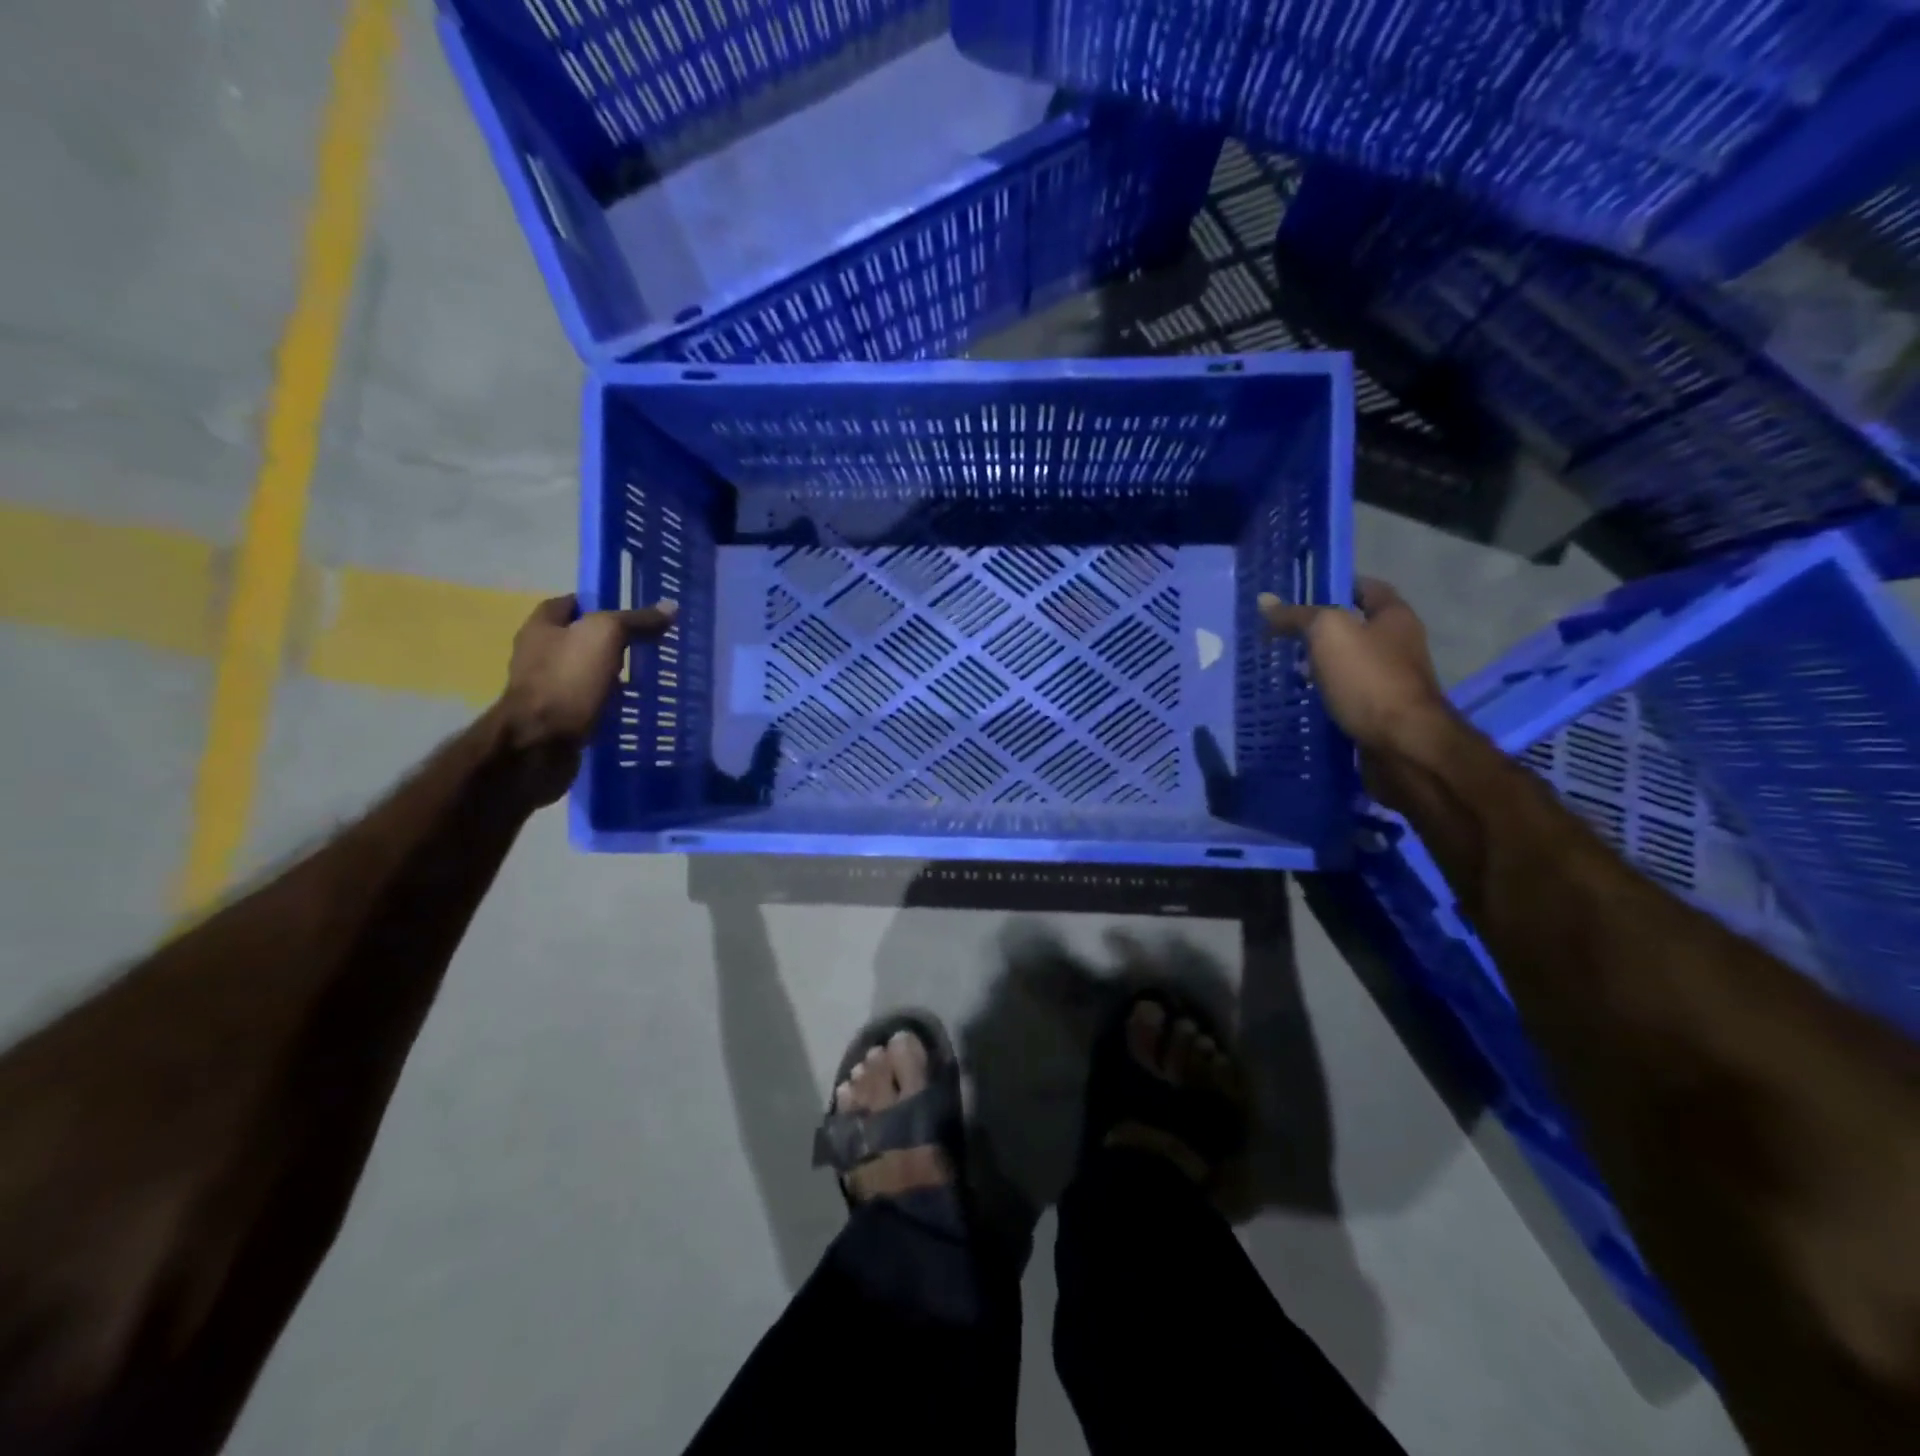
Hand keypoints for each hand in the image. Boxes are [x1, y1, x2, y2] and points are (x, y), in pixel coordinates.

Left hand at [499, 594, 676, 803]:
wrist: (539, 744)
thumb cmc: (567, 680)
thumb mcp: (606, 636)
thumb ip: (636, 620)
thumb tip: (671, 607)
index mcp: (541, 627)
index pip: (571, 603)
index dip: (601, 603)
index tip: (634, 613)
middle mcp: (539, 655)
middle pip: (580, 640)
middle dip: (611, 643)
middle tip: (648, 646)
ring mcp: (547, 689)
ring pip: (587, 674)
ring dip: (612, 677)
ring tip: (648, 678)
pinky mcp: (558, 719)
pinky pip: (589, 704)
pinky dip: (609, 705)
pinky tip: (634, 708)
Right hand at [1258, 579, 1450, 756]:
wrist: (1403, 744)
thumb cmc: (1369, 678)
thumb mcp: (1327, 633)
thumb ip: (1297, 615)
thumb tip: (1264, 601)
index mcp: (1394, 616)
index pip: (1366, 588)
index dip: (1335, 585)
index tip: (1299, 594)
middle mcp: (1399, 644)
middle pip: (1355, 627)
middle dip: (1320, 630)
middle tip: (1282, 635)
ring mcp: (1391, 680)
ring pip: (1349, 663)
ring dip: (1320, 665)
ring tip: (1284, 668)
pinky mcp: (1381, 712)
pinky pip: (1347, 694)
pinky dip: (1325, 694)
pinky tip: (1301, 698)